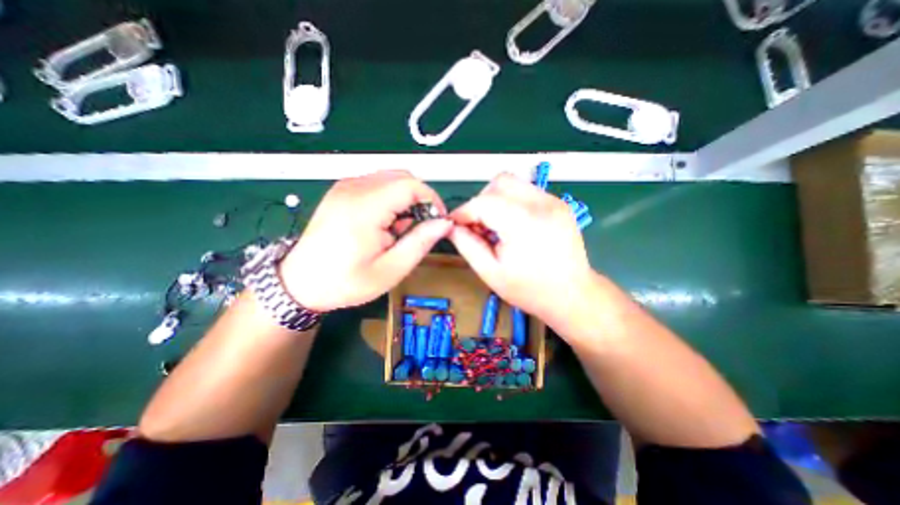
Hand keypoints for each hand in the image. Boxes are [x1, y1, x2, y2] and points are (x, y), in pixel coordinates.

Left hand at [280, 169, 450, 311]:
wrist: (301, 284)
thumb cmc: (346, 282)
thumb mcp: (391, 269)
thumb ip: (420, 242)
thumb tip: (444, 223)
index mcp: (365, 207)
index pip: (411, 185)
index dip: (432, 199)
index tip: (438, 221)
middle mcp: (354, 188)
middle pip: (402, 177)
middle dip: (420, 199)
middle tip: (419, 227)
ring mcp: (345, 187)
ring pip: (391, 178)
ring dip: (405, 199)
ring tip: (399, 229)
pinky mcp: (341, 191)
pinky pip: (376, 184)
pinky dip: (390, 199)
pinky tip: (384, 223)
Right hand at [450, 171, 604, 334]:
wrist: (573, 295)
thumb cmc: (530, 290)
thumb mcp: (490, 272)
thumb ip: (466, 245)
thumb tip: (451, 227)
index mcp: (523, 223)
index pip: (483, 202)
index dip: (463, 212)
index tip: (455, 225)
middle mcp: (541, 204)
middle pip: (499, 182)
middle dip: (481, 201)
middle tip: (478, 226)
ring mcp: (553, 201)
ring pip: (513, 183)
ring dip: (496, 200)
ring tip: (496, 226)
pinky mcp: (559, 203)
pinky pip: (526, 192)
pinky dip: (512, 203)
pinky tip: (513, 225)